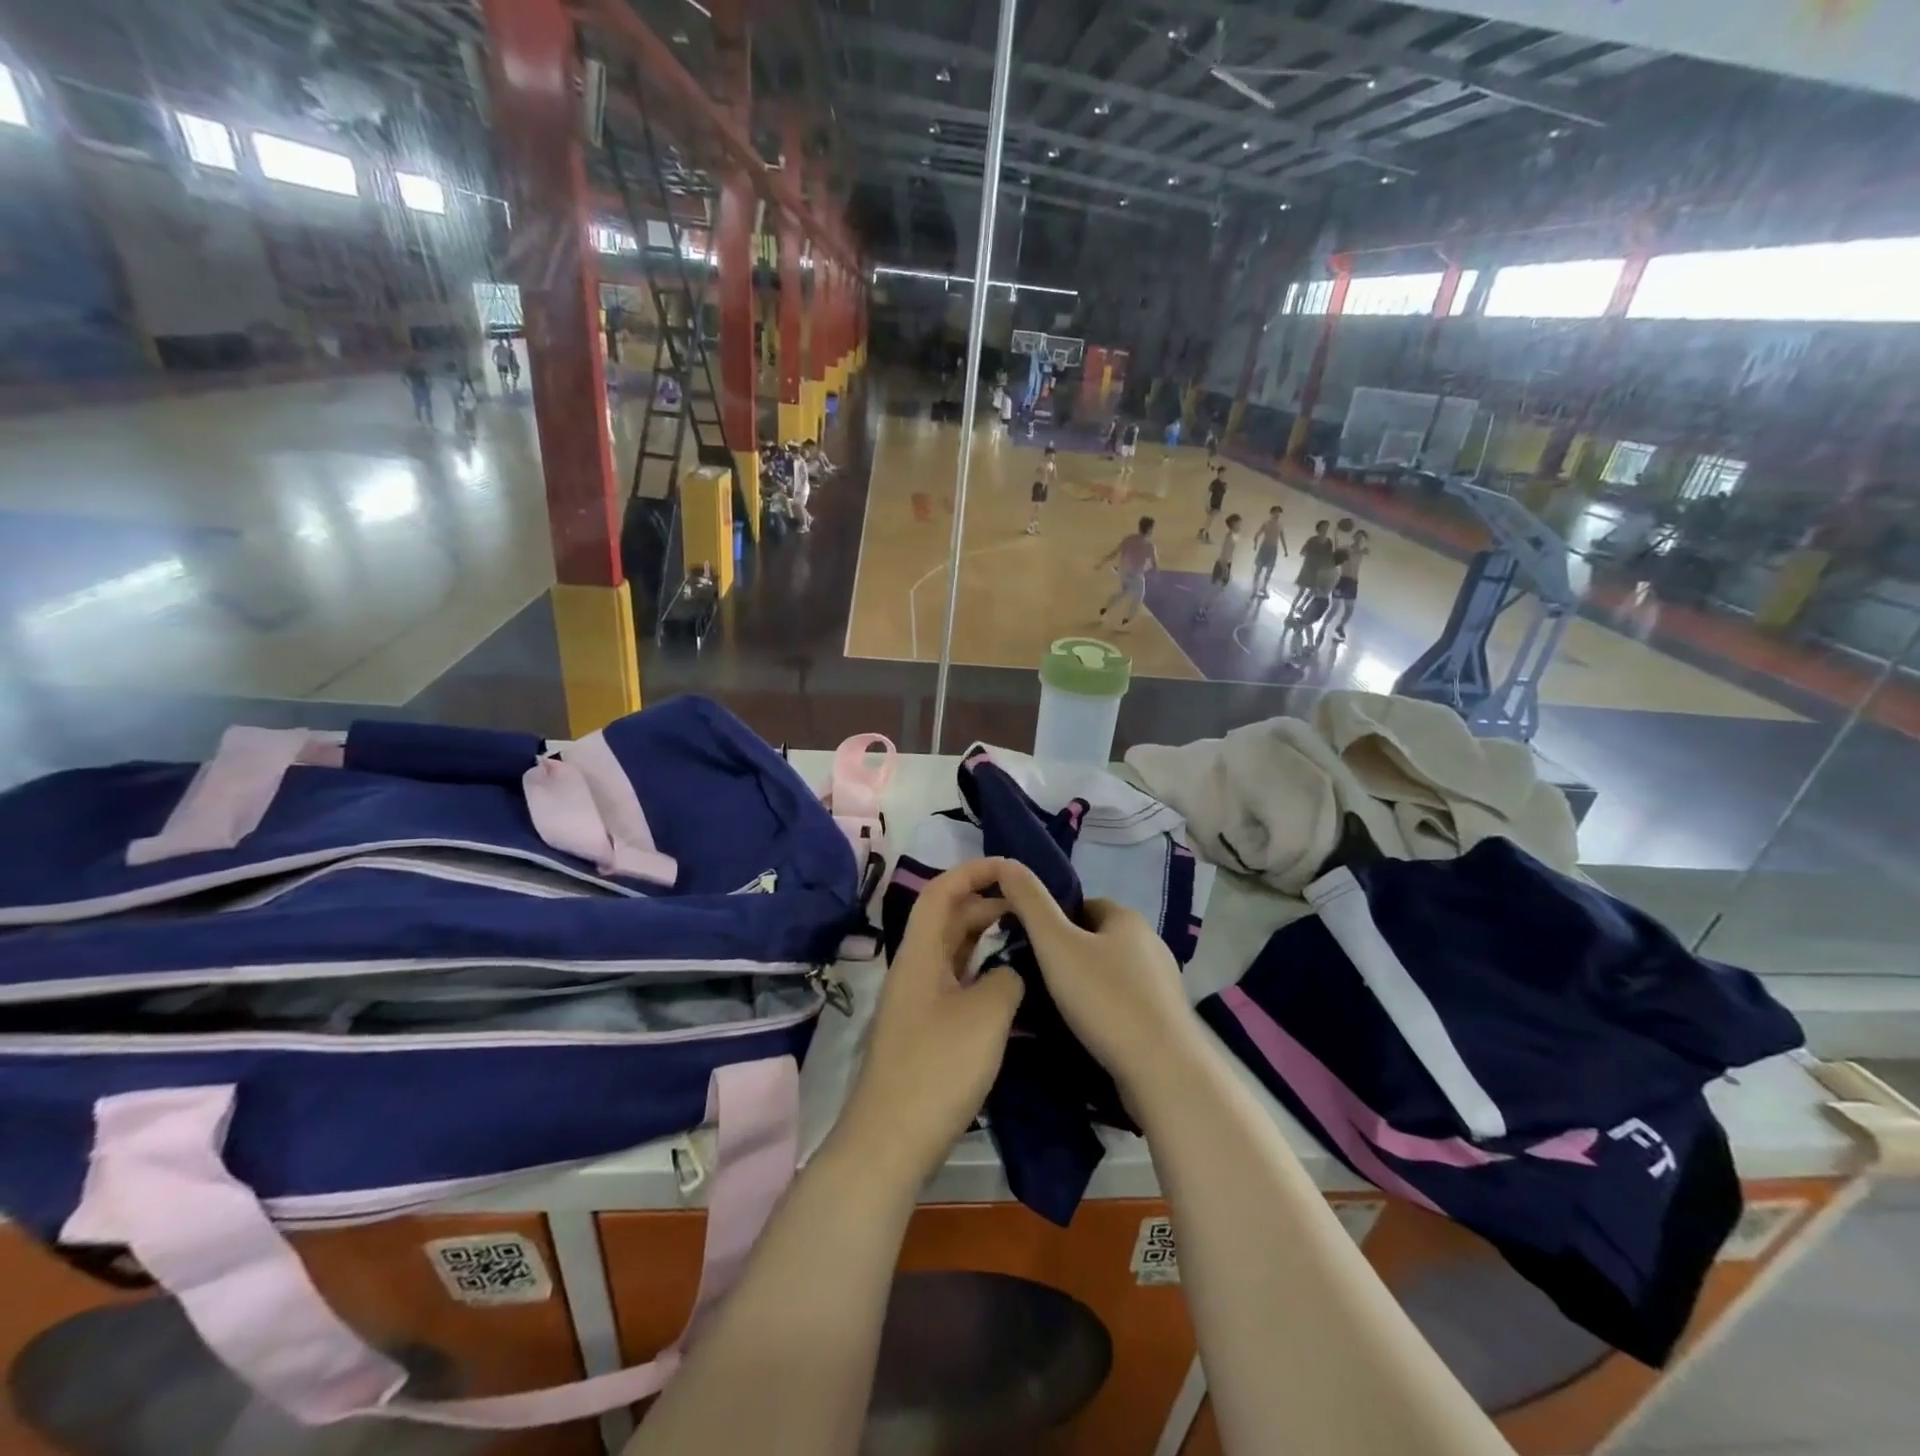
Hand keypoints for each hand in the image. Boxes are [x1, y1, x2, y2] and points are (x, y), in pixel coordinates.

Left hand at [837, 859, 1023, 1184]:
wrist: (892, 1139)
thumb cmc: (937, 1068)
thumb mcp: (986, 1014)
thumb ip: (1007, 978)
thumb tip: (1011, 973)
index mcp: (919, 954)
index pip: (941, 892)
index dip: (972, 871)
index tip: (1010, 867)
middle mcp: (915, 968)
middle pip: (947, 919)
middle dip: (984, 902)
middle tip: (1028, 904)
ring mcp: (919, 1000)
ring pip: (952, 951)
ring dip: (983, 936)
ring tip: (1024, 933)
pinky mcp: (927, 1028)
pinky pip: (956, 980)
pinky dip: (981, 970)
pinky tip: (1007, 980)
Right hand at [994, 860, 1202, 1104]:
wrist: (1162, 1070)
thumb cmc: (1105, 998)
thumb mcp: (1055, 944)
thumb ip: (1029, 902)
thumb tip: (1006, 863)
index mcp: (1127, 917)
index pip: (1082, 904)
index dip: (1052, 920)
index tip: (1029, 946)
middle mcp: (1151, 942)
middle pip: (1096, 938)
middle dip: (1067, 953)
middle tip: (1037, 979)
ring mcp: (1162, 982)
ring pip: (1110, 971)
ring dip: (1085, 983)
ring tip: (1056, 1008)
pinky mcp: (1165, 1018)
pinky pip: (1124, 1002)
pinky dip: (1104, 1009)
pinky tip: (1086, 1031)